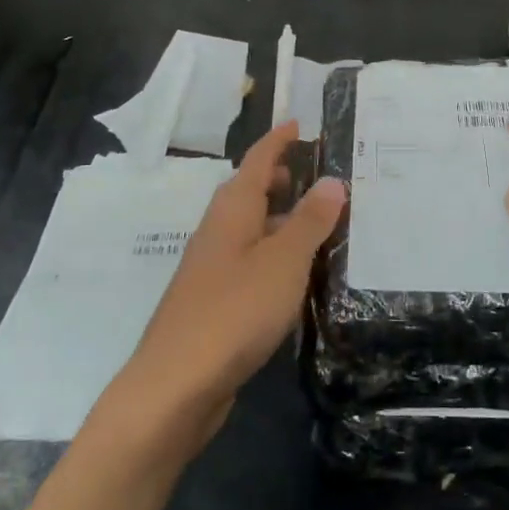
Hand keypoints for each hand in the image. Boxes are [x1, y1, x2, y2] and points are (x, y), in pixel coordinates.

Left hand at [127, 122, 344, 434]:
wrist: (176, 386)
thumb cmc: (234, 311)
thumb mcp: (283, 261)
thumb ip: (310, 221)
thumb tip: (332, 180)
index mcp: (232, 211)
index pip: (256, 161)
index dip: (277, 140)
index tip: (298, 123)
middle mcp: (219, 232)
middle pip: (249, 192)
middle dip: (279, 178)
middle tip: (316, 174)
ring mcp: (213, 269)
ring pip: (251, 229)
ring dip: (280, 218)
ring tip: (318, 222)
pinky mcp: (215, 302)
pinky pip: (250, 262)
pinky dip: (275, 254)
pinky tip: (296, 274)